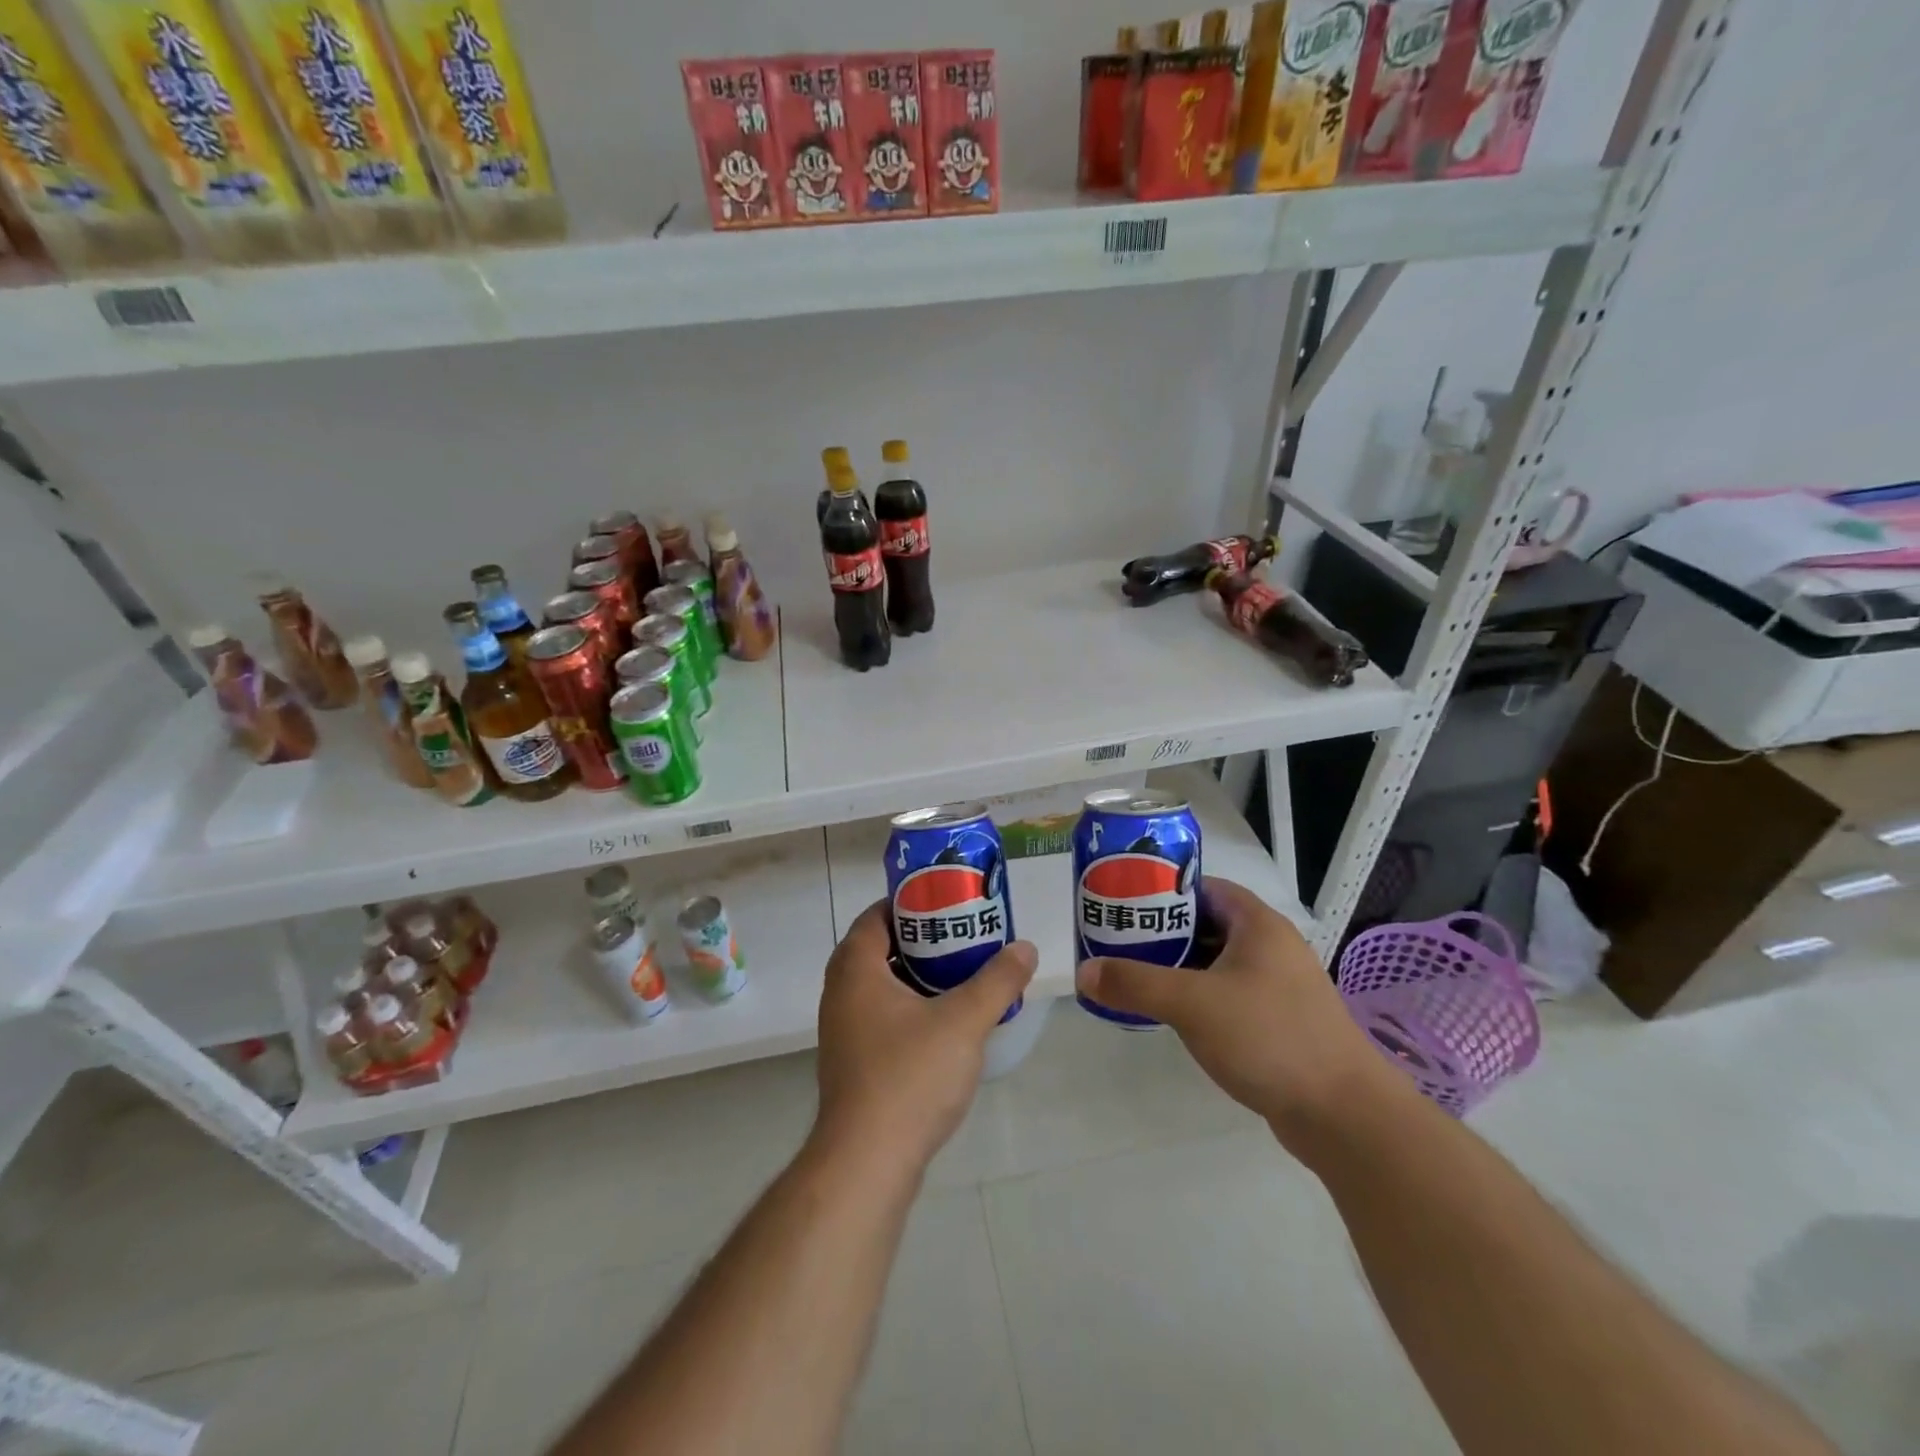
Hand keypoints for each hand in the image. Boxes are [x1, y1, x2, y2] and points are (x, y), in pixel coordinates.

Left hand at [813, 900, 1036, 1174]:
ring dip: (914, 975)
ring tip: (959, 974)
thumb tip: (1026, 948)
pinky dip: (907, 1006)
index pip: (875, 916)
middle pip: (878, 948)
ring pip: (879, 985)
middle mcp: (840, 993)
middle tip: (961, 935)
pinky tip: (943, 1022)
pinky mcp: (852, 1062)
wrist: (867, 1161)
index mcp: (856, 969)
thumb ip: (997, 981)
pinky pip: (879, 1015)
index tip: (946, 902)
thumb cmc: (910, 1076)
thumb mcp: (964, 1021)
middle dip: (919, 939)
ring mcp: (842, 1030)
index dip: (909, 903)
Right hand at [1074, 876, 1391, 1145]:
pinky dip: (1199, 996)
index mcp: (1257, 923)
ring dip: (1179, 967)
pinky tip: (1172, 1015)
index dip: (1162, 890)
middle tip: (1119, 942)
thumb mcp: (1191, 1004)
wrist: (1345, 1115)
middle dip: (1163, 932)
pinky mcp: (1279, 1021)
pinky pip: (1229, 994)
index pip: (1202, 887)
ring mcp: (1278, 985)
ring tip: (1135, 976)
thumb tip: (1083, 972)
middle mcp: (1271, 946)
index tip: (1124, 904)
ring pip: (1216, 962)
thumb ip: (1134, 983)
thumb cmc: (1268, 1037)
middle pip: (1206, 924)